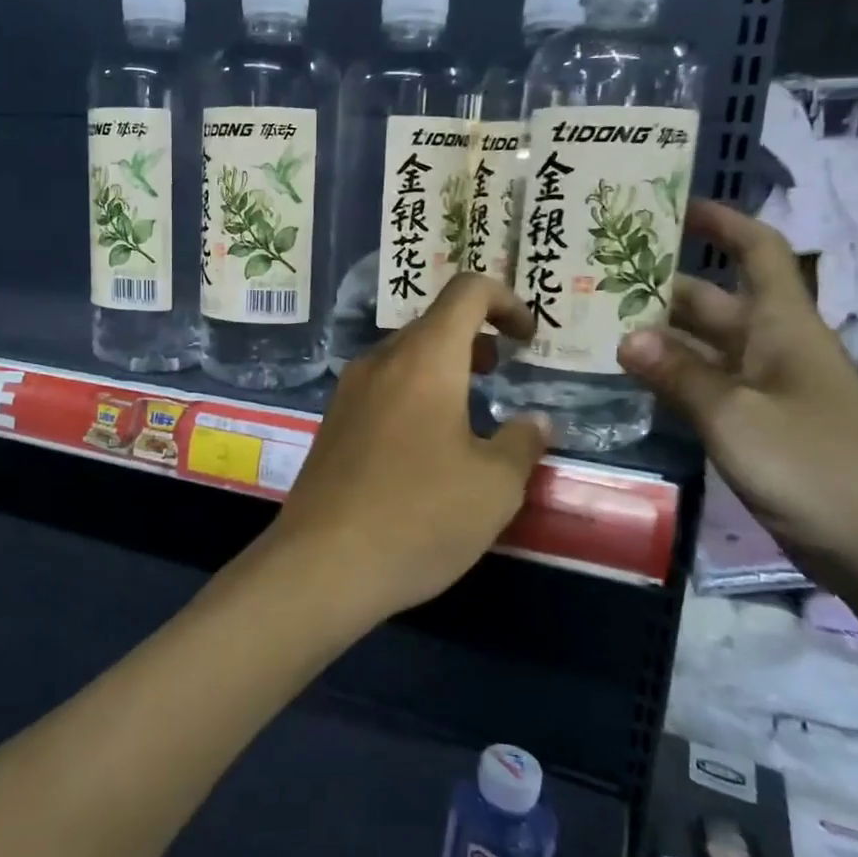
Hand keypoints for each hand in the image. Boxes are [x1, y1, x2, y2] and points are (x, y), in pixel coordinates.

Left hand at [268, 273, 550, 629]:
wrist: (322, 564)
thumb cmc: (419, 517)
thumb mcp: (494, 487)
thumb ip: (523, 443)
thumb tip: (535, 422)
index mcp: (424, 359)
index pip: (467, 292)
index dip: (505, 300)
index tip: (527, 337)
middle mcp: (379, 363)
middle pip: (432, 325)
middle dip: (475, 340)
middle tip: (503, 373)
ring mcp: (347, 393)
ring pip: (404, 358)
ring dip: (443, 370)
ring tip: (471, 411)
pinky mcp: (331, 426)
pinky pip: (381, 390)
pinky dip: (413, 395)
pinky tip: (426, 447)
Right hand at [617, 200, 857, 593]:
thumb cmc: (816, 467)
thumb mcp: (738, 417)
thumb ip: (680, 376)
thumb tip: (625, 336)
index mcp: (783, 328)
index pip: (759, 253)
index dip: (723, 223)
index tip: (673, 206)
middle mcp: (773, 349)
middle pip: (715, 301)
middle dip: (662, 285)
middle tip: (596, 278)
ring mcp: (765, 391)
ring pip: (704, 347)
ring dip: (658, 335)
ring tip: (593, 325)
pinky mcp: (757, 427)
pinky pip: (705, 388)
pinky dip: (669, 379)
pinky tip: (627, 381)